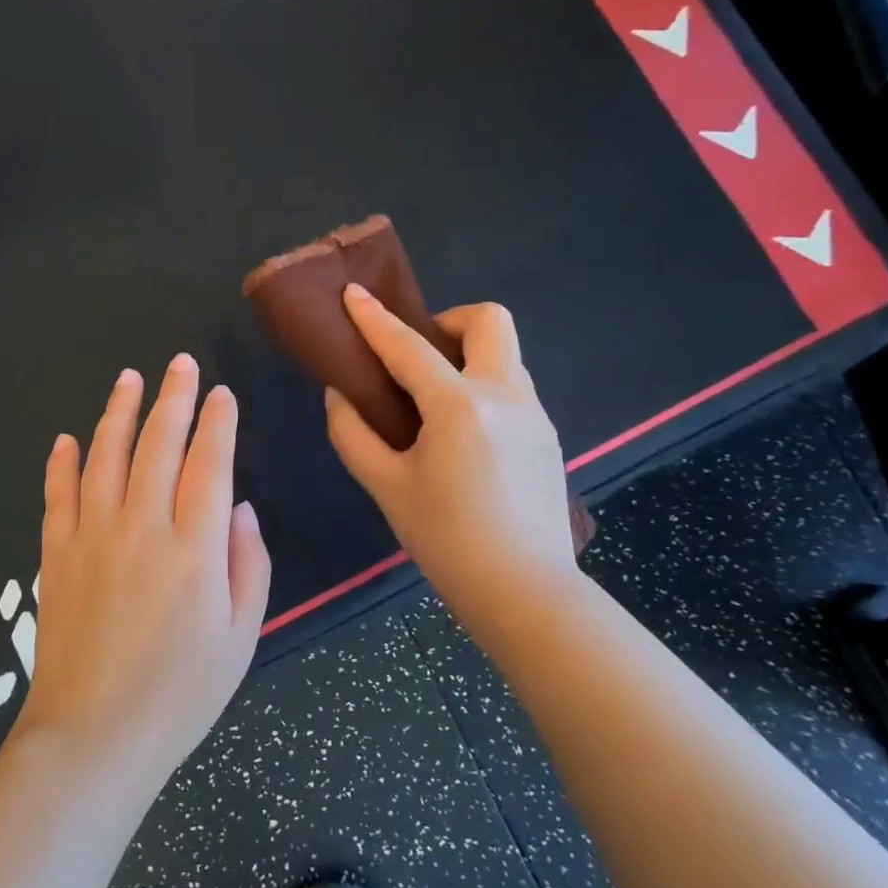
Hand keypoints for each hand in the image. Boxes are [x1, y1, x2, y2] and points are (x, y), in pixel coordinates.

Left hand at [13, 355, 271, 787]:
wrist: (94, 737)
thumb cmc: (181, 694)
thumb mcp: (241, 637)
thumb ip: (248, 565)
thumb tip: (239, 508)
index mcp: (195, 547)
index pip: (210, 464)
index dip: (217, 423)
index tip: (222, 394)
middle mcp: (142, 526)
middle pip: (158, 445)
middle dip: (173, 398)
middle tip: (180, 364)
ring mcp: (92, 536)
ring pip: (105, 456)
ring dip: (118, 413)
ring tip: (129, 379)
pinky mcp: (56, 555)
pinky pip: (58, 495)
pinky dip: (61, 463)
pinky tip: (65, 438)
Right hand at [324, 286, 583, 649]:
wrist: (527, 592)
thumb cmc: (447, 541)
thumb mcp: (387, 488)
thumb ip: (354, 435)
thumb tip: (340, 395)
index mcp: (459, 406)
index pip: (409, 346)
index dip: (374, 319)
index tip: (353, 294)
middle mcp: (505, 395)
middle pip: (488, 320)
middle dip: (447, 321)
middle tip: (417, 359)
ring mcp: (534, 413)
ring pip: (504, 354)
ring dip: (466, 356)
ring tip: (434, 403)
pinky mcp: (547, 434)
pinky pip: (512, 387)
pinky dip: (482, 387)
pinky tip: (463, 436)